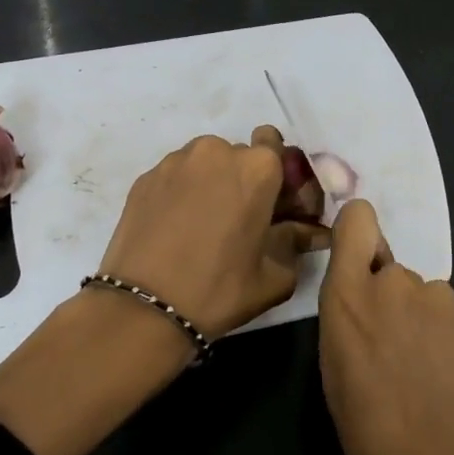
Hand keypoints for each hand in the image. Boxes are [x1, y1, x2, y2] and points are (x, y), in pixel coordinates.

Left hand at [98, 125, 328, 338]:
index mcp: (258, 168)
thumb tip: (309, 231)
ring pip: (205, 164)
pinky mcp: (144, 178)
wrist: (144, 308)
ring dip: (211, 184)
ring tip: (203, 225)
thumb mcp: (276, 275)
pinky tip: (176, 229)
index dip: (278, 176)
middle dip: (244, 181)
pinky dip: (181, 193)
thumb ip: (297, 242)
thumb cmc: (220, 289)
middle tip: (239, 220)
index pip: (276, 146)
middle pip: (240, 156)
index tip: (273, 206)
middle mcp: (217, 151)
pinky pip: (176, 177)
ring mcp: (175, 162)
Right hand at [317, 201, 453, 454]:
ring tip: (432, 379)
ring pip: (430, 300)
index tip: (362, 261)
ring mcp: (444, 298)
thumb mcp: (336, 377)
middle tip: (398, 357)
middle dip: (395, 304)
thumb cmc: (373, 440)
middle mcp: (396, 283)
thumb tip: (369, 307)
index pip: (358, 220)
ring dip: (428, 325)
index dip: (361, 233)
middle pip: (393, 273)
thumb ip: (350, 322)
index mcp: (348, 298)